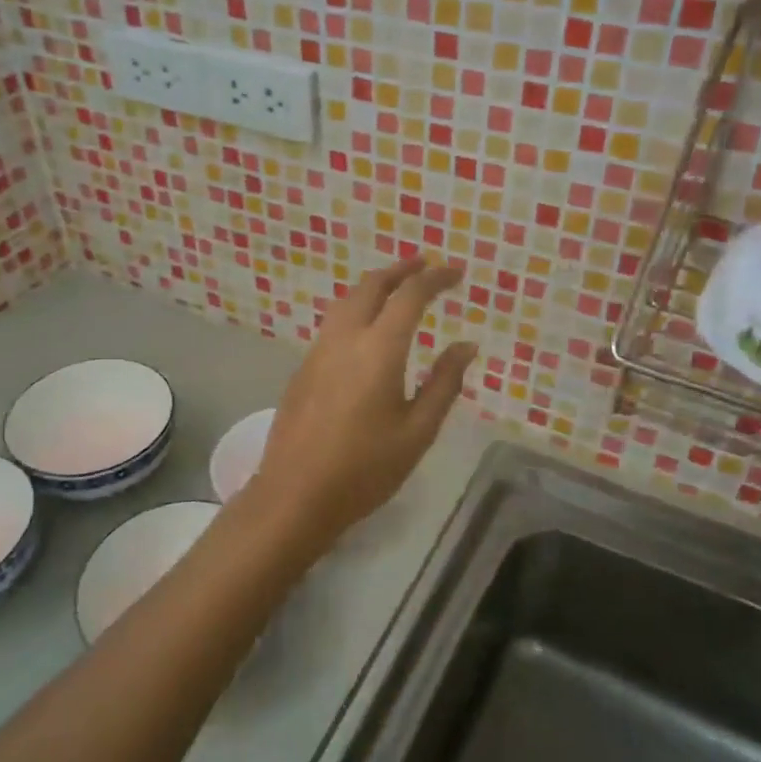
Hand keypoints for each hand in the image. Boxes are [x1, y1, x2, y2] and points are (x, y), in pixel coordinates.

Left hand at [244, 256, 476, 548]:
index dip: (435, 278)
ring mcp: (317, 351)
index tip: (456, 273)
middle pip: (371, 285)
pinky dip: (356, 310)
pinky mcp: (302, 369)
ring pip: (346, 301)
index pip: (410, 296)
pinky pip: (333, 324)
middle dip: (400, 270)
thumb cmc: (365, 468)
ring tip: (397, 292)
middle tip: (425, 267)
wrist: (295, 494)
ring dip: (374, 287)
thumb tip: (465, 346)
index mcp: (378, 349)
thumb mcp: (417, 431)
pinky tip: (367, 332)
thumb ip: (444, 383)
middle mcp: (344, 338)